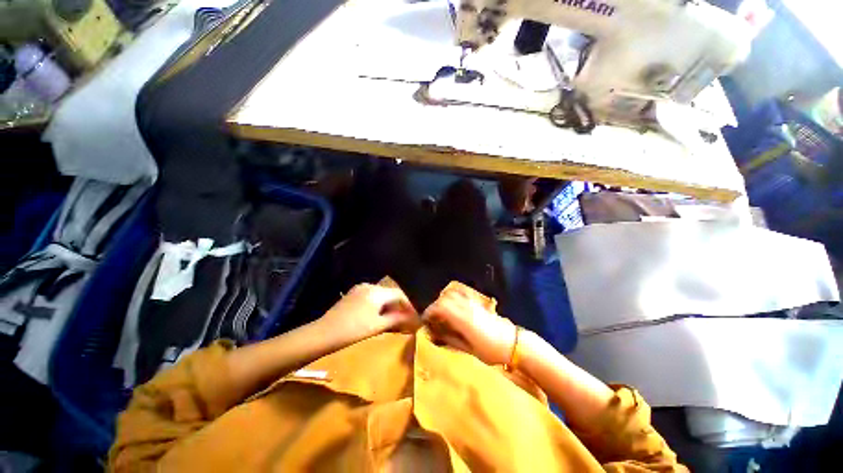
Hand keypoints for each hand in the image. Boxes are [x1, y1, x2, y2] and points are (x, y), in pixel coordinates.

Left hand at [316, 284, 419, 347]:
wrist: (323, 333)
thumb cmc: (353, 330)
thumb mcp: (377, 326)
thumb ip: (396, 319)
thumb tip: (412, 317)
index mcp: (377, 292)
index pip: (398, 294)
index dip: (408, 305)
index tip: (414, 315)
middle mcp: (369, 286)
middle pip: (390, 293)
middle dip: (398, 305)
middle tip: (404, 318)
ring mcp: (359, 289)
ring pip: (381, 295)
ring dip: (388, 305)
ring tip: (392, 318)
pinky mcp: (352, 294)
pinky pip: (371, 296)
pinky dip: (378, 304)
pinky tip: (378, 315)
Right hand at [423, 285, 515, 365]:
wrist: (513, 343)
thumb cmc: (490, 350)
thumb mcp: (468, 349)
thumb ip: (449, 339)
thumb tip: (434, 334)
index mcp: (462, 318)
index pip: (440, 307)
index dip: (430, 311)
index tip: (424, 320)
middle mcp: (466, 307)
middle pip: (445, 298)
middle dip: (435, 306)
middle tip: (432, 317)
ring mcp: (473, 303)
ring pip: (453, 294)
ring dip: (443, 301)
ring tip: (441, 313)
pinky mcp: (478, 303)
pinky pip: (461, 294)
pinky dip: (453, 298)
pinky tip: (453, 307)